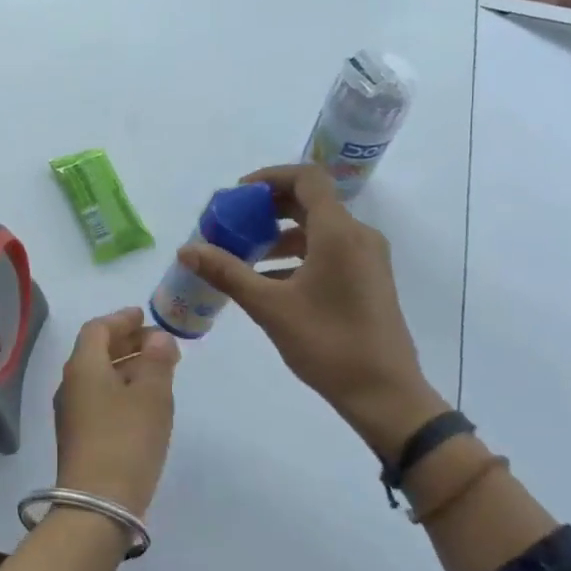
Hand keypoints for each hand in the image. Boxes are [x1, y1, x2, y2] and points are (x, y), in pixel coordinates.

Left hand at [52, 307, 180, 517]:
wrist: (97, 504)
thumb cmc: (127, 440)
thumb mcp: (151, 395)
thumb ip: (157, 360)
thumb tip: (157, 337)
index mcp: (83, 366)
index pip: (97, 328)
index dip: (122, 318)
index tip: (144, 315)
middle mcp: (71, 384)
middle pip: (96, 351)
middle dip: (126, 341)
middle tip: (158, 342)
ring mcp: (72, 413)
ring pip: (99, 376)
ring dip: (126, 366)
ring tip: (158, 369)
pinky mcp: (79, 436)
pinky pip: (100, 398)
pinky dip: (121, 389)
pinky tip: (144, 401)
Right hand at [178, 165, 447, 459]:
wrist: (384, 394)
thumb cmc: (327, 343)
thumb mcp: (269, 307)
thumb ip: (227, 273)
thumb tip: (186, 250)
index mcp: (339, 233)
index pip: (306, 178)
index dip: (270, 177)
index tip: (237, 195)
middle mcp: (358, 236)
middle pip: (310, 202)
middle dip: (268, 208)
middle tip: (233, 224)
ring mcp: (367, 259)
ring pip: (318, 229)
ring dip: (280, 234)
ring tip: (243, 256)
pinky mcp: (368, 280)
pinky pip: (329, 251)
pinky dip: (297, 255)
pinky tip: (268, 281)